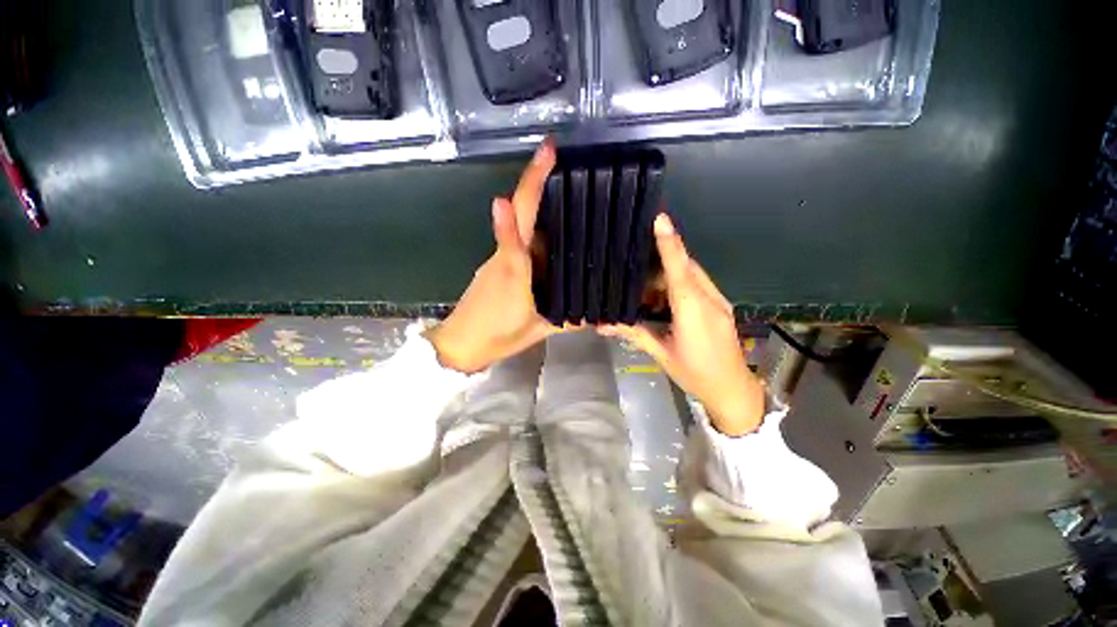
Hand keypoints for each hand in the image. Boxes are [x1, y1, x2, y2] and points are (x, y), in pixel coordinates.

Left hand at [425, 141, 558, 373]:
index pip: (522, 217)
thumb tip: (598, 310)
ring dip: (535, 200)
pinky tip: (551, 231)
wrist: (459, 344)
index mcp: (516, 265)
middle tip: (555, 154)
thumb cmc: (497, 335)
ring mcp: (497, 258)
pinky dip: (531, 226)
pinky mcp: (495, 265)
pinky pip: (515, 239)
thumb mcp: (539, 328)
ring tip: (565, 190)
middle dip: (534, 178)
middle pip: (519, 208)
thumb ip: (568, 316)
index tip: (547, 153)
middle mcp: (505, 254)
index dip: (533, 184)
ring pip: (517, 222)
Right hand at [601, 215, 764, 435]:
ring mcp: (719, 302)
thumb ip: (634, 334)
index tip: (660, 218)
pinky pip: (699, 285)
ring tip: (647, 285)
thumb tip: (602, 324)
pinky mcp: (721, 307)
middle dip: (663, 259)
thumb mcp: (662, 354)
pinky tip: (666, 298)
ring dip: (671, 273)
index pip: (679, 270)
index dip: (669, 243)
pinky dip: (681, 284)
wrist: (733, 390)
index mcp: (693, 311)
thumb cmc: (695, 374)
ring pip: (693, 275)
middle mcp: (709, 300)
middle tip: (637, 262)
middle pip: (686, 267)